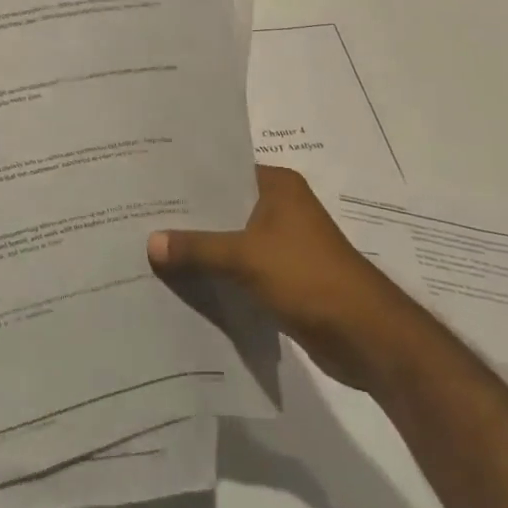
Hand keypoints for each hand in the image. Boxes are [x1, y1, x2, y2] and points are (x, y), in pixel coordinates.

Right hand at [148, 165, 394, 389]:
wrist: (367, 337)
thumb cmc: (309, 277)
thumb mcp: (246, 257)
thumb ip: (197, 248)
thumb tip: (149, 242)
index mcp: (277, 185)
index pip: (222, 169)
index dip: (187, 177)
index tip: (148, 180)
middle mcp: (280, 207)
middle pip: (223, 206)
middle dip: (188, 216)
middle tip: (139, 215)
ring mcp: (283, 243)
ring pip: (230, 239)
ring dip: (201, 248)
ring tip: (150, 246)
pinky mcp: (282, 277)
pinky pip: (239, 268)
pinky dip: (216, 273)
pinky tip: (181, 279)